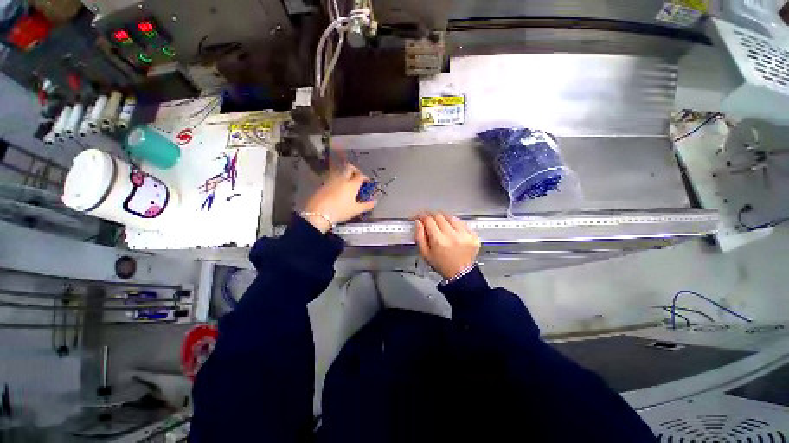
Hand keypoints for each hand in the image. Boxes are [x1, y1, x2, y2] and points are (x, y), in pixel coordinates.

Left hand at [303, 164, 376, 232]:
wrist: (319, 213)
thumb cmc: (340, 211)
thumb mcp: (356, 210)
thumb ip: (367, 205)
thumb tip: (374, 202)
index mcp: (352, 184)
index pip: (361, 176)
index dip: (365, 177)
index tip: (367, 182)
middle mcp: (342, 179)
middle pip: (349, 168)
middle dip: (355, 170)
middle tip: (358, 176)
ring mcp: (331, 180)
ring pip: (340, 171)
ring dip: (345, 173)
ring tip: (348, 182)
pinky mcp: (323, 184)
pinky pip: (332, 177)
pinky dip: (337, 179)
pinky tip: (338, 188)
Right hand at [414, 212, 480, 279]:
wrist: (460, 274)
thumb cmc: (442, 265)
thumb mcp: (425, 254)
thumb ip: (419, 236)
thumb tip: (418, 223)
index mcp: (439, 241)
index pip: (428, 220)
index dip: (421, 216)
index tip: (419, 217)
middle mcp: (452, 236)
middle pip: (439, 216)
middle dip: (431, 216)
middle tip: (428, 219)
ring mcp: (464, 235)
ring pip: (451, 217)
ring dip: (443, 218)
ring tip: (440, 224)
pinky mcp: (473, 236)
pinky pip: (462, 223)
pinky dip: (455, 223)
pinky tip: (452, 229)